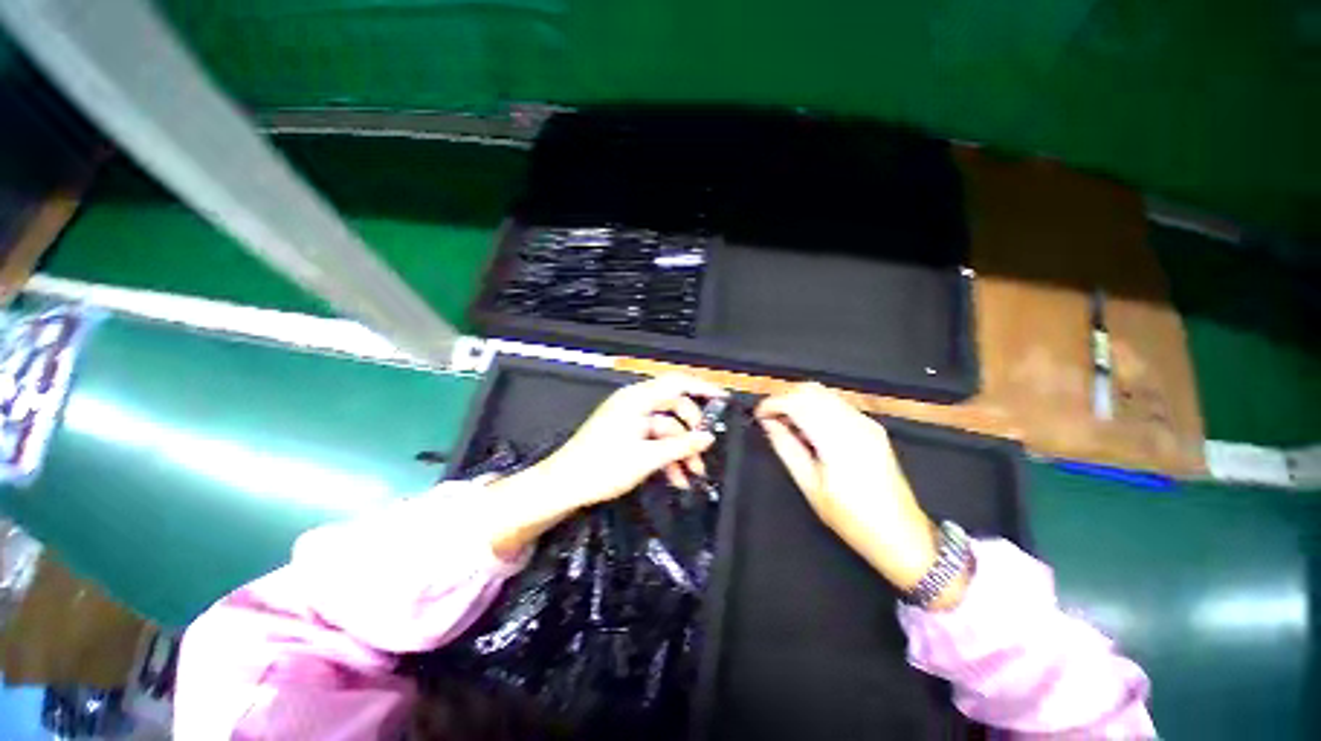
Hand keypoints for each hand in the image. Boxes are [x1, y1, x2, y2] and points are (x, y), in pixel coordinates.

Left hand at [485, 374, 724, 556]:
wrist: (564, 485)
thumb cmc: (602, 467)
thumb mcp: (647, 458)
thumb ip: (681, 446)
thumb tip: (708, 438)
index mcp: (638, 399)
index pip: (677, 383)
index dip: (702, 388)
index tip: (723, 400)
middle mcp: (635, 403)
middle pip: (674, 408)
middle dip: (691, 431)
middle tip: (704, 452)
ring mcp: (630, 418)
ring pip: (666, 427)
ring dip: (680, 449)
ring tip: (692, 474)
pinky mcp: (626, 433)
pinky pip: (654, 438)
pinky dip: (666, 455)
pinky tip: (676, 477)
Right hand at [757, 384, 964, 606]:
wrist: (903, 536)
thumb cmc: (852, 519)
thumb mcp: (810, 487)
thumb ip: (786, 448)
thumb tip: (768, 423)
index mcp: (838, 441)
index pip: (798, 402)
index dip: (773, 403)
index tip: (758, 414)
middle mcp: (855, 423)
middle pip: (812, 390)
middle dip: (785, 397)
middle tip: (769, 417)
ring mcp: (867, 423)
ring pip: (824, 392)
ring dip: (800, 400)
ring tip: (785, 422)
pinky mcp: (873, 427)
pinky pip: (837, 403)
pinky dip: (816, 406)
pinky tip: (808, 427)